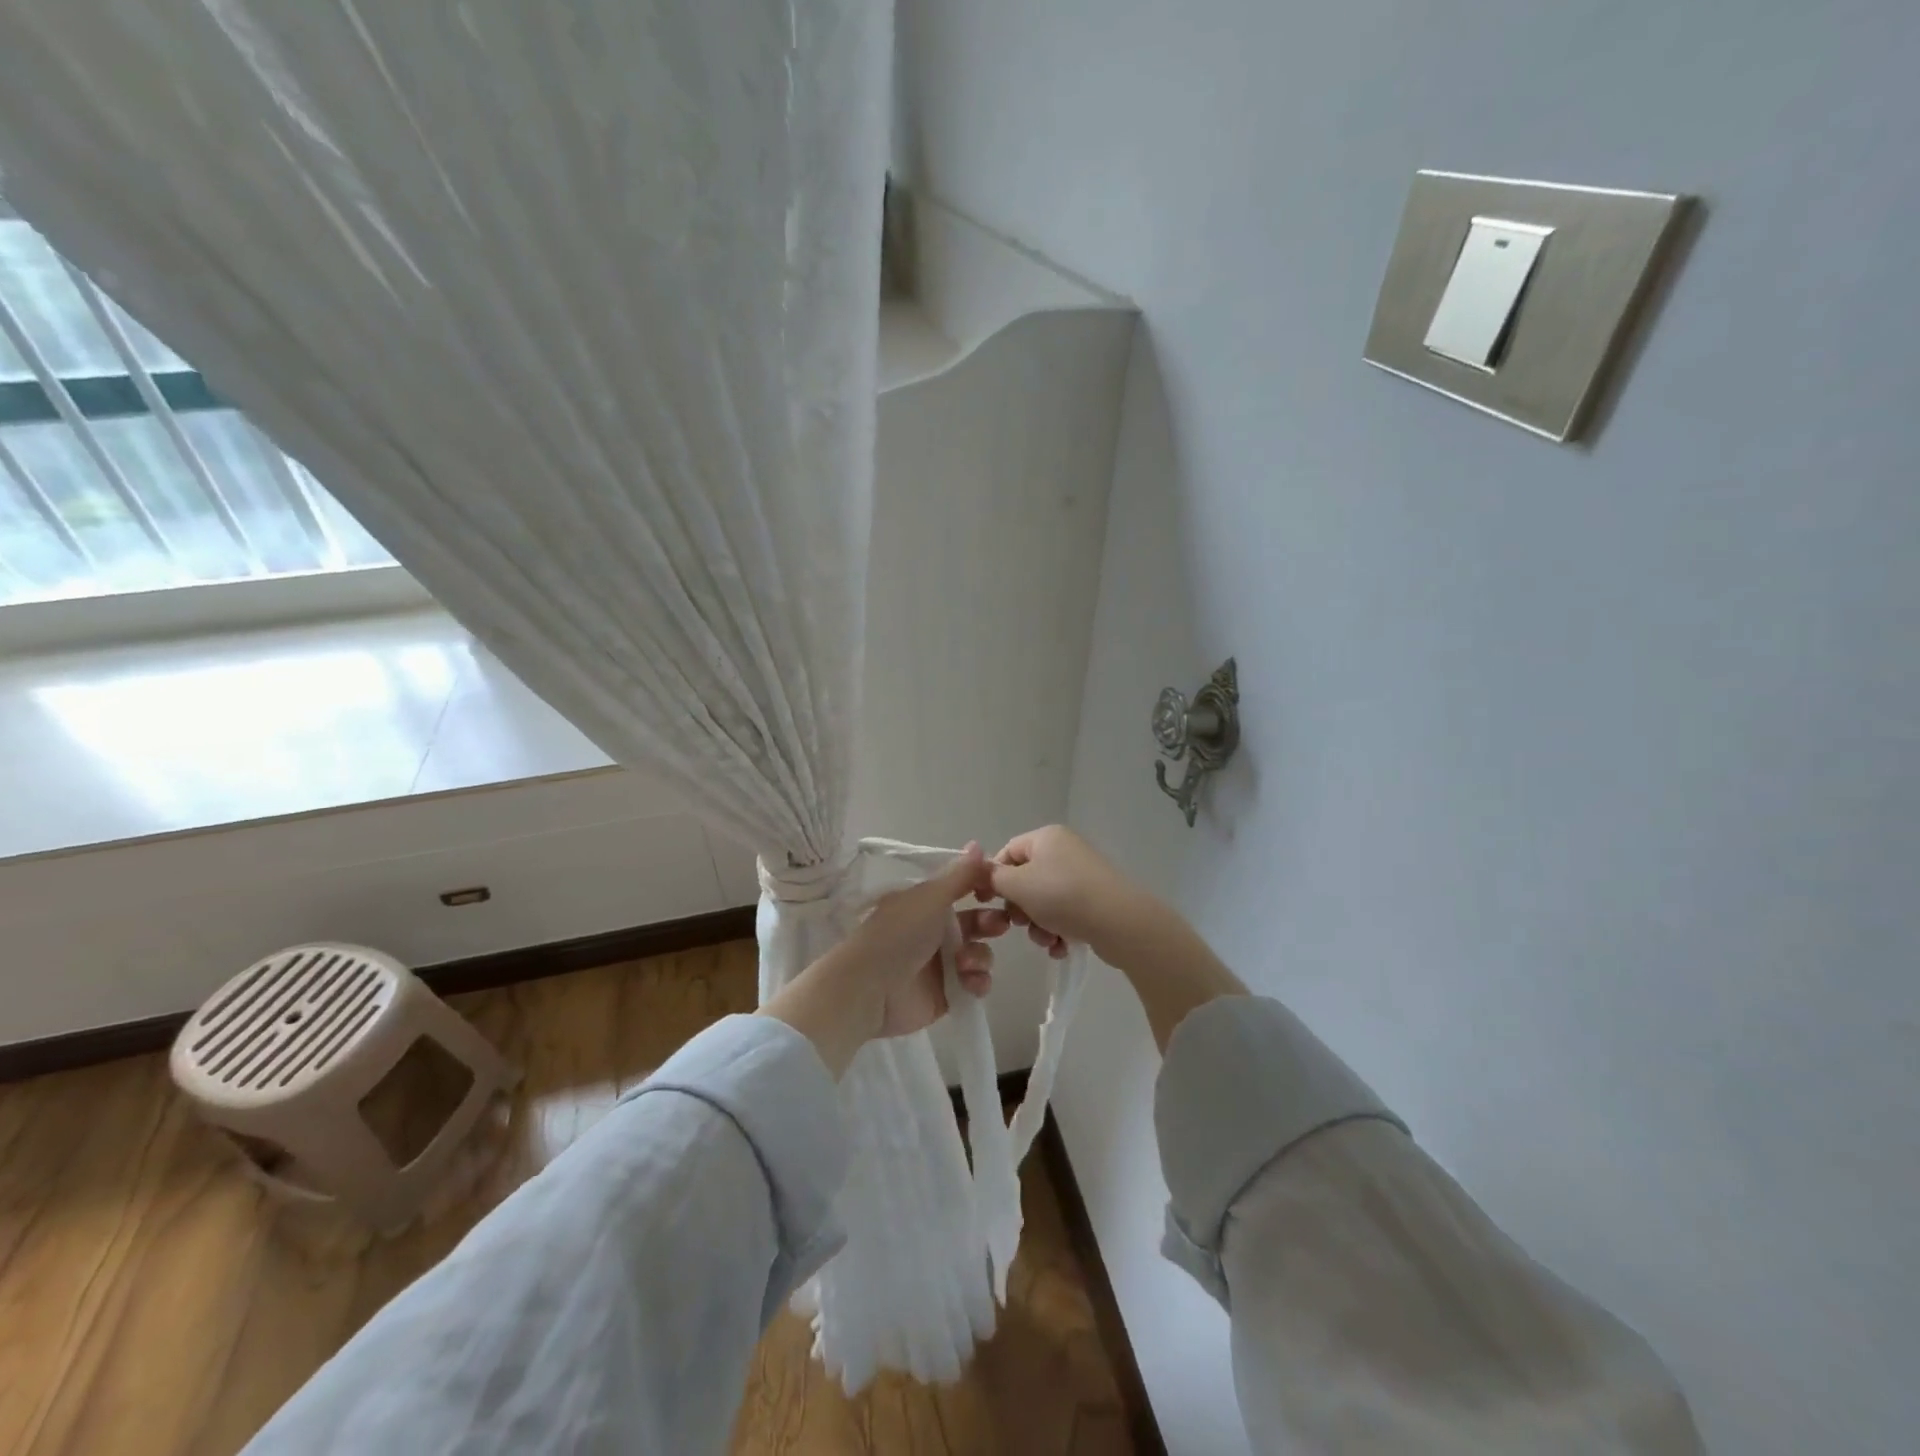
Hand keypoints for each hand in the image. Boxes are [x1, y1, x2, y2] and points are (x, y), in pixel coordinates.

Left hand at [763, 844, 1007, 1075]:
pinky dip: (977, 982)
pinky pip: (974, 983)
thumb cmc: (898, 933)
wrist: (870, 989)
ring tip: (967, 963)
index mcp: (925, 903)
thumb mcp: (930, 897)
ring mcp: (940, 963)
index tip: (999, 888)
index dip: (982, 888)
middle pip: (975, 922)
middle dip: (990, 922)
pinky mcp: (946, 993)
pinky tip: (970, 982)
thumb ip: (959, 875)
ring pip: (978, 953)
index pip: (961, 890)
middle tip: (999, 924)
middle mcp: (933, 930)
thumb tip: (978, 844)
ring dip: (980, 955)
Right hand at [988, 825, 1147, 961]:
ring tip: (1048, 940)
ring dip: (1039, 925)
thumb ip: (994, 877)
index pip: (1007, 852)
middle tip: (1021, 924)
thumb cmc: (1062, 896)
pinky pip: (1066, 913)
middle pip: (1026, 879)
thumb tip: (984, 872)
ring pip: (1045, 901)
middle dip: (1020, 907)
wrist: (1120, 922)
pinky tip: (1062, 946)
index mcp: (1046, 837)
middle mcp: (1065, 850)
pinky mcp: (1096, 900)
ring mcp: (1083, 875)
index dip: (993, 877)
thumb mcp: (1018, 885)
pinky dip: (1059, 930)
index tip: (986, 902)